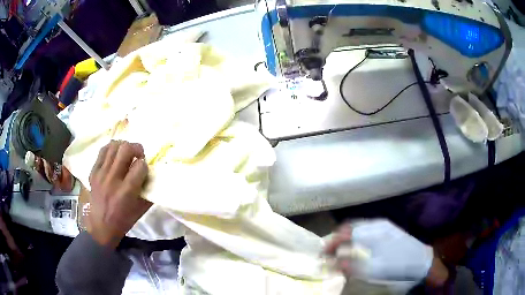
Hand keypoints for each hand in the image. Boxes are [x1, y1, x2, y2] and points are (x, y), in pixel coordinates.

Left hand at [88, 140, 151, 248]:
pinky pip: (102, 151)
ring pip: (113, 146)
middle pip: (126, 149)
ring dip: (123, 147)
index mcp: (126, 191)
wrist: (101, 226)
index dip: (145, 165)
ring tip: (126, 154)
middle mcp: (112, 179)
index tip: (144, 170)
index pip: (140, 166)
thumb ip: (148, 191)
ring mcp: (101, 174)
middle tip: (138, 155)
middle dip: (136, 148)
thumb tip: (153, 175)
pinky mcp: (93, 171)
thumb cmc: (123, 220)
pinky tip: (115, 156)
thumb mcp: (141, 210)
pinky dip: (111, 149)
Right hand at [325, 220, 434, 282]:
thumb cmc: (397, 266)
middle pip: (351, 226)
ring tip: (340, 249)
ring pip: (359, 227)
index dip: (332, 242)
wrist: (422, 262)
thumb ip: (352, 265)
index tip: (323, 253)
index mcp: (374, 232)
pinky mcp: (388, 230)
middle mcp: (377, 224)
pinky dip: (356, 237)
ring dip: (346, 237)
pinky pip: (367, 230)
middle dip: (337, 237)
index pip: (346, 232)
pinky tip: (357, 247)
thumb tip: (333, 262)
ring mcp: (384, 226)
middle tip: (329, 251)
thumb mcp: (374, 270)